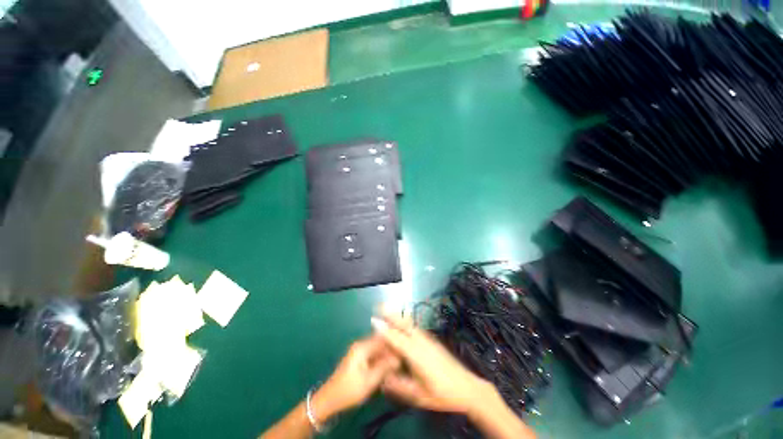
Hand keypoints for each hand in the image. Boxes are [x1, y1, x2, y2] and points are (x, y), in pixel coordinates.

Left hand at [312, 335, 400, 422]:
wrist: (329, 400)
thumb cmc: (349, 390)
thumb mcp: (369, 380)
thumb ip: (385, 367)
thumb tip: (399, 357)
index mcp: (362, 346)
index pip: (383, 337)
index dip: (395, 341)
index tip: (407, 346)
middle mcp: (361, 345)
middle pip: (381, 342)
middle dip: (392, 348)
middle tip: (405, 356)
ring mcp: (359, 351)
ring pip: (378, 349)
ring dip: (388, 354)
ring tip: (400, 361)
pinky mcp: (359, 359)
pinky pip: (374, 354)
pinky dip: (382, 359)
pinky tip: (390, 365)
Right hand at [371, 312, 497, 415]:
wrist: (467, 388)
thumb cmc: (442, 395)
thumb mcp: (419, 396)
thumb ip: (400, 386)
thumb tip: (382, 379)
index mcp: (417, 356)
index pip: (398, 340)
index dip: (385, 330)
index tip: (374, 321)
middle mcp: (422, 343)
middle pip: (404, 325)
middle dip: (391, 314)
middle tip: (379, 305)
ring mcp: (428, 340)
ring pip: (410, 324)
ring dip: (398, 316)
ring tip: (387, 308)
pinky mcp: (432, 340)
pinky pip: (416, 327)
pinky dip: (406, 321)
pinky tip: (402, 320)